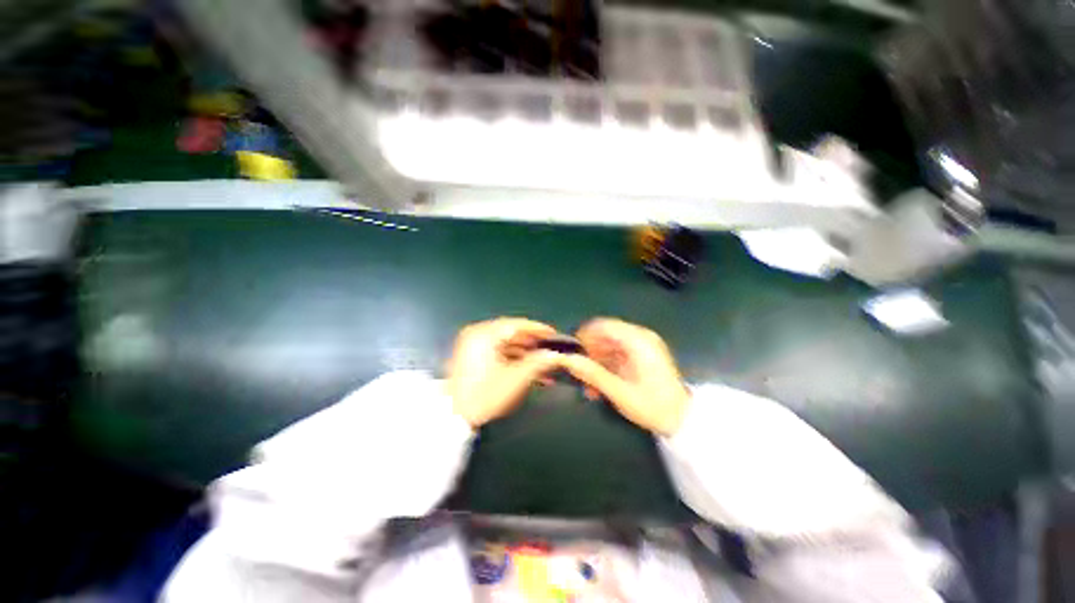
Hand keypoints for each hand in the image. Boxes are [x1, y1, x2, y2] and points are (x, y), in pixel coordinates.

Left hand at [446, 318, 562, 427]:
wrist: (453, 420)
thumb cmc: (484, 396)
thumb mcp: (515, 379)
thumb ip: (538, 362)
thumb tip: (556, 354)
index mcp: (484, 335)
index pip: (517, 324)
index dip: (538, 329)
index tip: (554, 334)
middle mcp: (477, 335)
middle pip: (512, 334)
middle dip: (533, 345)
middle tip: (551, 351)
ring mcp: (472, 345)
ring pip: (506, 344)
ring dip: (525, 354)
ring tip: (544, 366)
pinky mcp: (472, 356)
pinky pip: (498, 352)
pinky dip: (513, 359)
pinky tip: (529, 371)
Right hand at [560, 318, 689, 435]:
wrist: (683, 420)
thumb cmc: (653, 406)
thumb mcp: (619, 392)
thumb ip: (592, 374)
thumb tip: (566, 360)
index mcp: (638, 341)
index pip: (602, 326)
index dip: (583, 337)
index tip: (572, 355)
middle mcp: (640, 337)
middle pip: (604, 335)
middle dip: (589, 353)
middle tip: (579, 374)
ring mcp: (642, 345)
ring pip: (608, 345)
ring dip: (596, 362)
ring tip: (589, 386)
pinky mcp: (642, 354)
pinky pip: (617, 353)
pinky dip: (606, 366)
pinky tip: (600, 385)